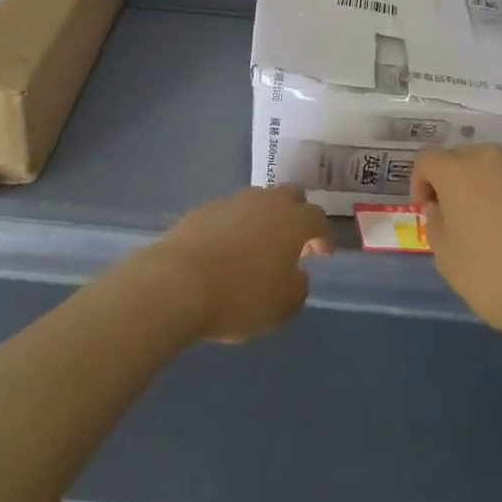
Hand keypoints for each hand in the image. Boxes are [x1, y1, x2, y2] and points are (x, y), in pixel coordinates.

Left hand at [144, 185, 331, 343]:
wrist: (178, 283)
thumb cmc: (240, 296)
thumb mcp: (281, 307)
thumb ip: (298, 288)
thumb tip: (297, 275)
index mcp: (293, 220)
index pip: (318, 217)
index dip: (323, 235)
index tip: (321, 254)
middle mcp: (266, 201)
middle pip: (291, 195)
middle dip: (297, 214)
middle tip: (293, 243)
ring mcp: (233, 200)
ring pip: (259, 200)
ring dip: (264, 218)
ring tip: (257, 248)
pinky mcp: (204, 208)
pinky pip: (230, 212)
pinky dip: (235, 226)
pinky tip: (225, 251)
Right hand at [411, 145, 501, 343]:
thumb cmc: (494, 277)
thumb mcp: (447, 259)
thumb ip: (436, 224)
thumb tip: (441, 209)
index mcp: (457, 170)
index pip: (426, 160)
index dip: (420, 184)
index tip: (428, 212)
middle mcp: (490, 157)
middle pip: (461, 158)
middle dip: (453, 181)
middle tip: (457, 216)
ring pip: (495, 167)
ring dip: (485, 186)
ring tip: (494, 222)